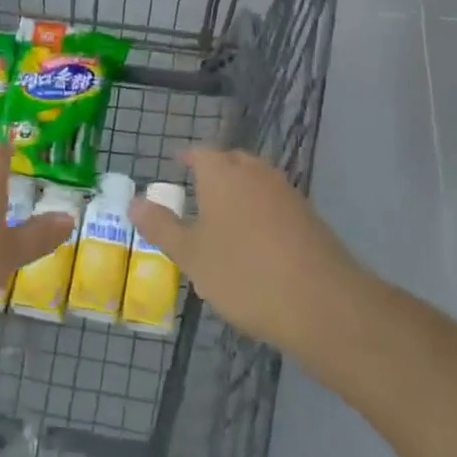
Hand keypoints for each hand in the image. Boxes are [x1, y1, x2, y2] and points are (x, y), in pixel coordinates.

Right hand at [130, 148, 368, 358]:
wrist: (322, 303)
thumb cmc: (243, 274)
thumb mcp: (190, 255)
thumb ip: (161, 226)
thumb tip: (134, 201)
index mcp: (222, 173)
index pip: (200, 152)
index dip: (186, 158)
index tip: (176, 166)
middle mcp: (255, 172)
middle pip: (231, 161)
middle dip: (214, 172)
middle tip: (197, 193)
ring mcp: (286, 193)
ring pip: (255, 181)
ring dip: (239, 192)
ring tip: (223, 219)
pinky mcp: (309, 217)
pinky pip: (275, 203)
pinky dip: (261, 212)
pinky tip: (255, 242)